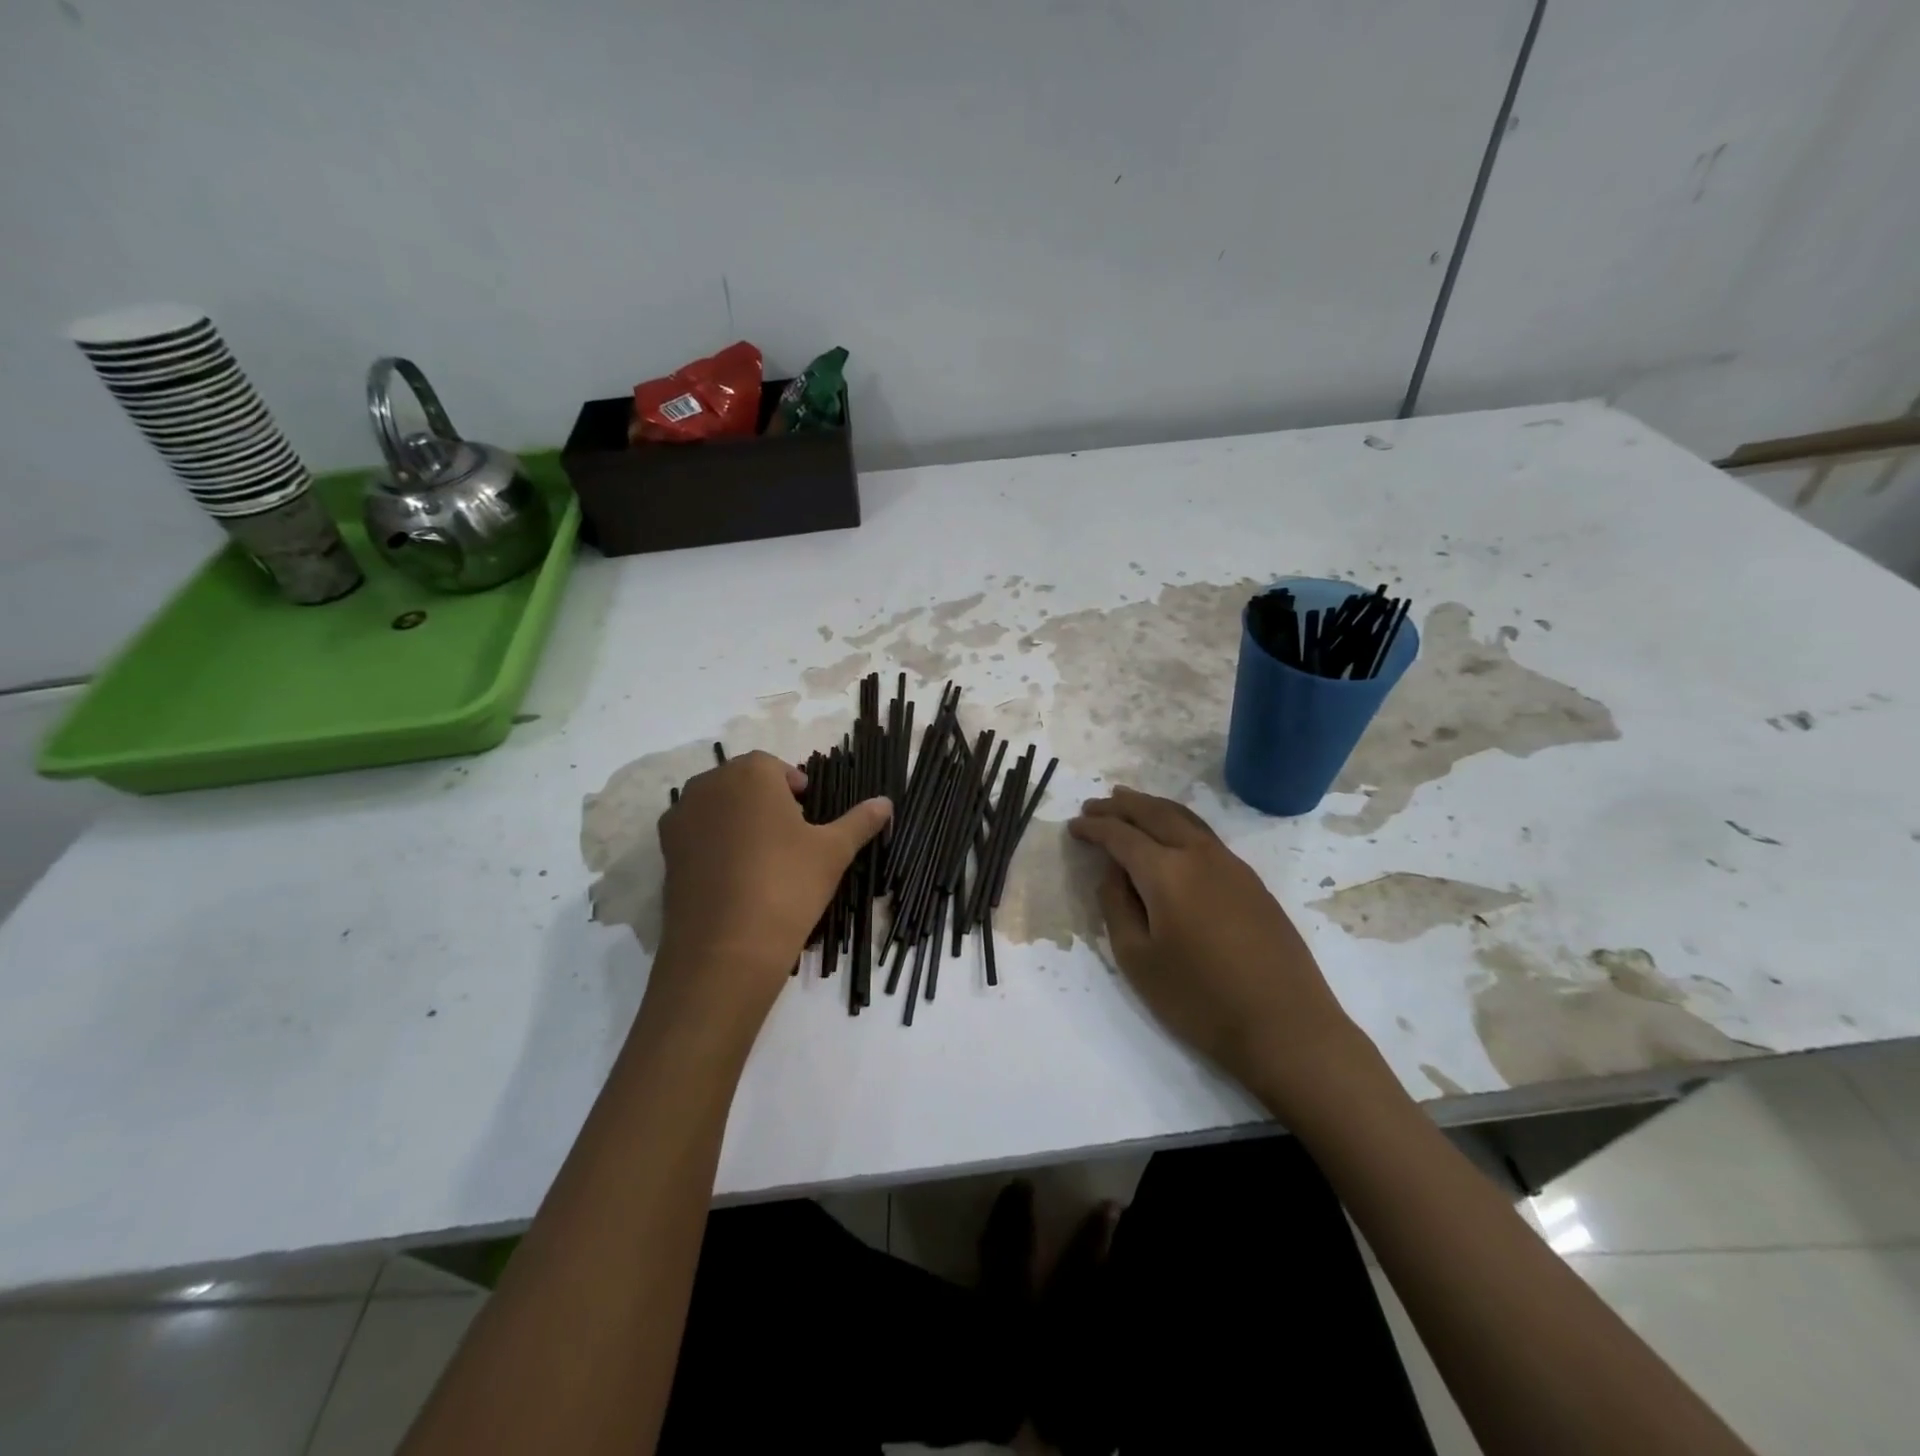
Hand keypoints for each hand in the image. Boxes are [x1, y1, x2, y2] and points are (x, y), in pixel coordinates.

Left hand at [649, 750, 889, 1041]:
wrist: (726, 949)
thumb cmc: (787, 885)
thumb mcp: (833, 851)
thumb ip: (860, 821)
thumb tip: (886, 802)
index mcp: (750, 774)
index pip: (774, 767)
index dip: (795, 788)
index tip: (810, 815)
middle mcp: (708, 785)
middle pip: (742, 783)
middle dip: (766, 801)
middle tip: (791, 836)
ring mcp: (681, 819)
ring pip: (717, 808)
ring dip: (738, 821)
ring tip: (764, 858)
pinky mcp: (665, 853)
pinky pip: (696, 835)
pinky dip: (715, 845)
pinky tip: (736, 878)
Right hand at [1069, 787, 1366, 1109]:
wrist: (1286, 1027)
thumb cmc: (1200, 999)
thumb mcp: (1137, 959)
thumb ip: (1117, 906)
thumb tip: (1113, 872)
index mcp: (1166, 871)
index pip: (1121, 835)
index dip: (1094, 828)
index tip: (1073, 825)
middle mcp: (1199, 854)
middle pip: (1155, 813)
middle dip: (1121, 806)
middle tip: (1095, 804)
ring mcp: (1232, 865)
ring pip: (1184, 818)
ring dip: (1152, 807)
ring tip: (1129, 804)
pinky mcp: (1252, 882)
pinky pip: (1205, 835)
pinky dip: (1178, 823)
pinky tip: (1172, 837)